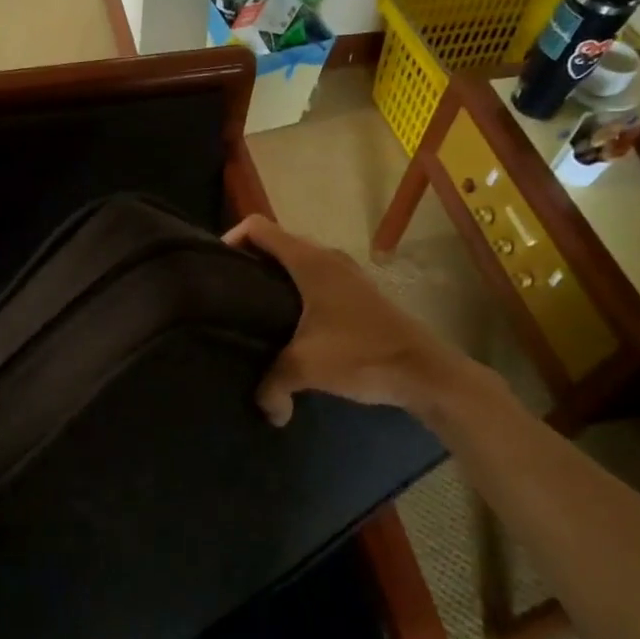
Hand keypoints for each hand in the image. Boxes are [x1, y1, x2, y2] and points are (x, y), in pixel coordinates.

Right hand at [223, 215, 492, 424]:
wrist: (426, 373)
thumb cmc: (361, 355)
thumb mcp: (305, 368)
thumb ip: (272, 386)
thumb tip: (266, 411)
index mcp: (309, 262)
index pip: (258, 227)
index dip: (230, 238)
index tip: (213, 267)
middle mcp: (327, 259)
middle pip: (276, 243)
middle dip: (249, 262)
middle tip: (226, 295)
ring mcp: (347, 275)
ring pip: (298, 263)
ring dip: (274, 279)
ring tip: (252, 312)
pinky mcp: (359, 295)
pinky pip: (316, 280)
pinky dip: (296, 293)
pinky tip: (289, 326)